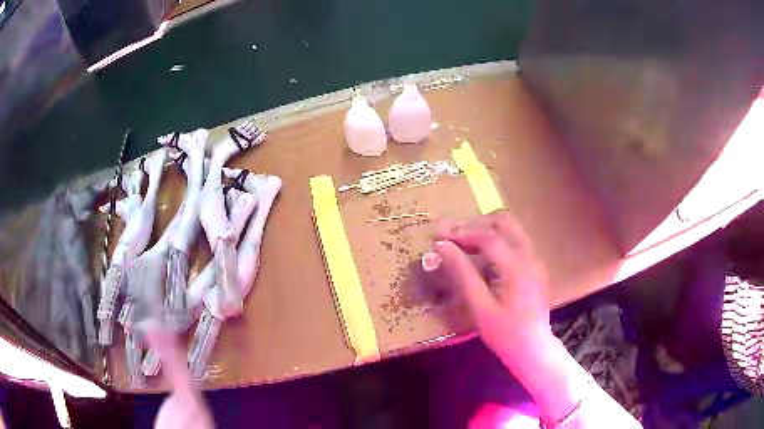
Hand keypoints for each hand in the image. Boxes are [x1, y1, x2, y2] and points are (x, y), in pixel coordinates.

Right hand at [431, 211, 550, 363]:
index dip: (461, 232)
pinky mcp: (535, 266)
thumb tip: (442, 247)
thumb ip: (463, 274)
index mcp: (517, 267)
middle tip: (452, 235)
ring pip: (511, 228)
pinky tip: (481, 255)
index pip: (488, 236)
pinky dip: (496, 240)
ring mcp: (535, 259)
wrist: (534, 349)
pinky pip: (515, 241)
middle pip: (504, 221)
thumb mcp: (480, 307)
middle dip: (475, 224)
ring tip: (462, 241)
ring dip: (486, 229)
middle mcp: (530, 256)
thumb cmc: (505, 333)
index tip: (438, 235)